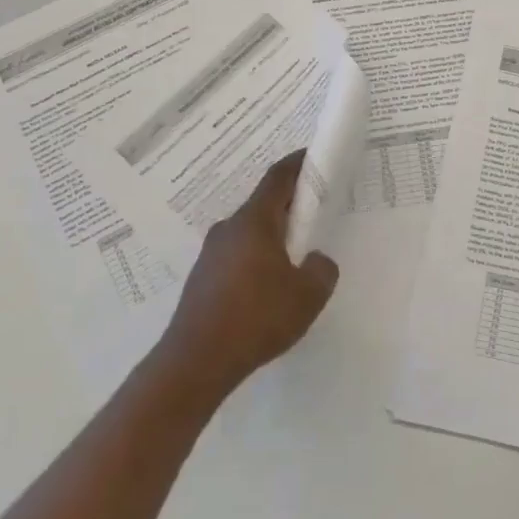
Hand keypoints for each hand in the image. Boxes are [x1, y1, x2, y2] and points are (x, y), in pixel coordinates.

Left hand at [155, 150, 339, 399]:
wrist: (196, 361)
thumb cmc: (257, 318)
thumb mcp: (308, 296)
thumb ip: (322, 270)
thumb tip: (316, 261)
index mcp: (254, 222)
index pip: (278, 178)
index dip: (297, 164)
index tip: (313, 156)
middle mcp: (229, 229)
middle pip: (263, 204)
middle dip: (289, 205)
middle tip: (314, 216)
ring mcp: (211, 253)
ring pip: (249, 232)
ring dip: (272, 236)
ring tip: (293, 260)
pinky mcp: (202, 278)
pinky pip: (236, 256)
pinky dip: (256, 259)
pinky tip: (266, 289)